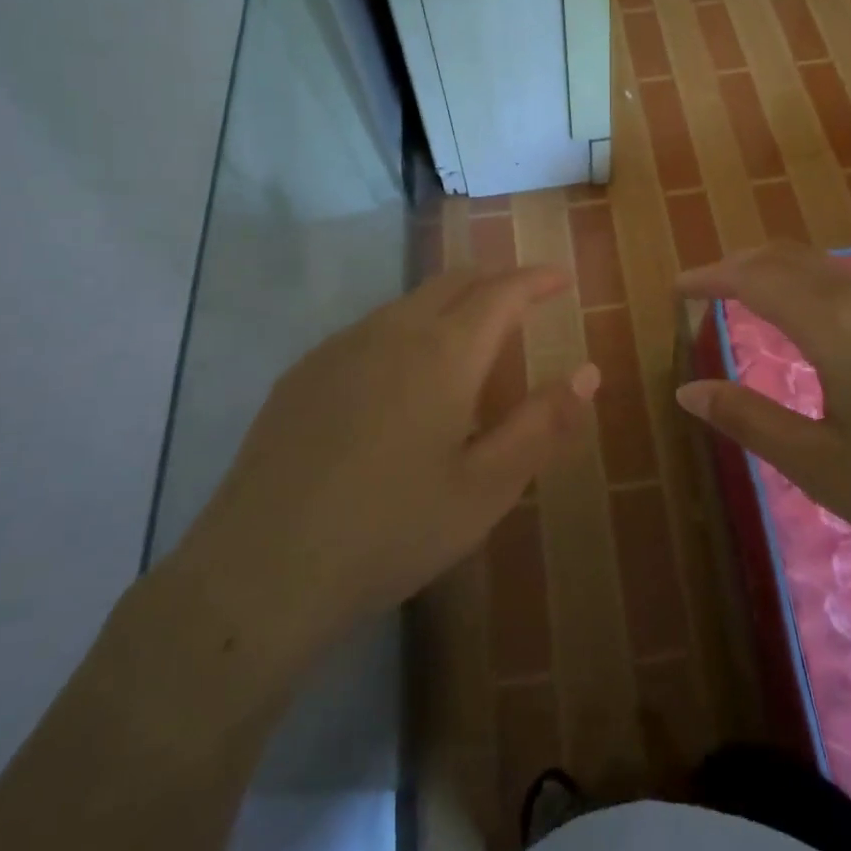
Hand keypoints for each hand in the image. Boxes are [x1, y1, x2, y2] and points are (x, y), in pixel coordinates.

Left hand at [159, 267, 598, 697]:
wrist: (261, 570)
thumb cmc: (392, 530)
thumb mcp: (486, 488)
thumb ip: (543, 424)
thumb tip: (589, 373)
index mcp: (443, 353)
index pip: (502, 292)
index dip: (537, 280)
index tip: (563, 279)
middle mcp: (391, 332)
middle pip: (453, 282)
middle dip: (496, 281)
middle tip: (525, 300)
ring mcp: (339, 348)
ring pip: (408, 302)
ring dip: (450, 304)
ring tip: (471, 338)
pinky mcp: (303, 373)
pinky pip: (370, 329)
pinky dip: (407, 329)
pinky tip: (402, 376)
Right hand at [675, 244, 850, 579]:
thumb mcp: (822, 466)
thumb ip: (750, 421)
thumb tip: (687, 392)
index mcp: (831, 324)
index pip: (753, 278)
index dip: (709, 277)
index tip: (676, 287)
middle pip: (789, 257)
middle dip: (740, 264)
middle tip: (706, 286)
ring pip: (827, 266)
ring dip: (780, 271)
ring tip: (753, 296)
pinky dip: (816, 285)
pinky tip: (822, 321)